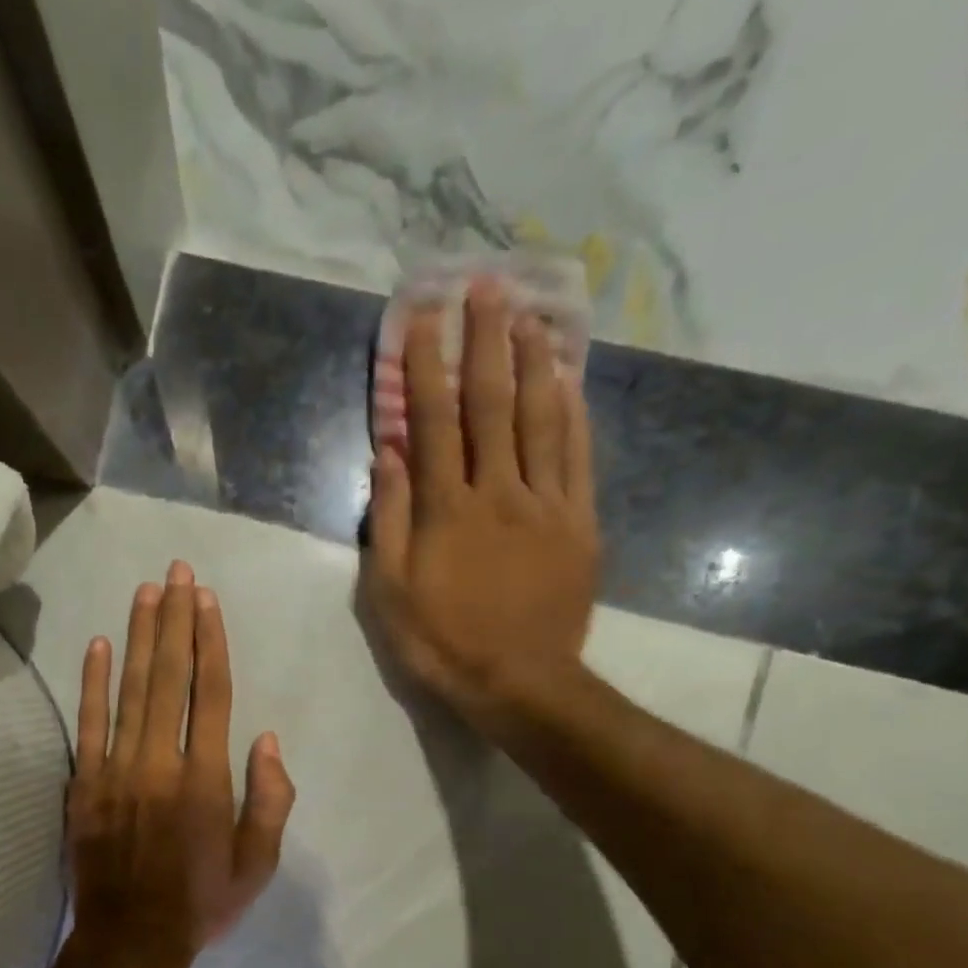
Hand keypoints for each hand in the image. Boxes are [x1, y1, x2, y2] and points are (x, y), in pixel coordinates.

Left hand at [69, 561, 295, 966]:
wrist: (129, 941)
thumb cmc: (200, 902)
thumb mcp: (257, 865)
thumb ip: (270, 800)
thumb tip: (267, 739)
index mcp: (207, 780)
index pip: (212, 693)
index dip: (210, 642)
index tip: (206, 600)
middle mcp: (161, 762)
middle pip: (170, 677)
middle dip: (174, 620)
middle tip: (176, 572)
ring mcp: (116, 770)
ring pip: (129, 690)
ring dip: (137, 637)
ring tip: (146, 592)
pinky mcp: (83, 783)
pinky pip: (88, 724)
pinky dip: (92, 682)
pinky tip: (97, 645)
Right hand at [363, 277, 599, 733]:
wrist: (517, 682)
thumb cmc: (440, 641)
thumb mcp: (388, 590)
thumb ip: (388, 519)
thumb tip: (390, 453)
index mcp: (445, 508)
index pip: (433, 420)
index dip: (426, 365)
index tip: (424, 316)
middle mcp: (498, 491)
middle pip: (492, 403)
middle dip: (486, 340)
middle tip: (487, 284)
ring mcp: (546, 504)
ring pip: (542, 418)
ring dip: (534, 361)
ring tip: (531, 314)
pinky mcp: (579, 523)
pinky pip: (578, 457)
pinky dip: (574, 413)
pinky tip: (570, 380)